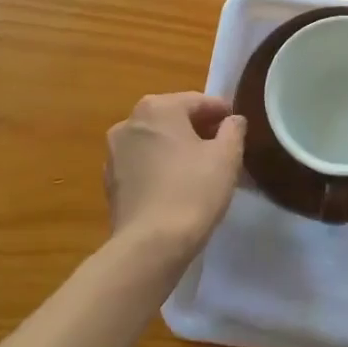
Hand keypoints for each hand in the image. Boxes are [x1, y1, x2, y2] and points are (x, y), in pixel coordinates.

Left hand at [104, 92, 245, 266]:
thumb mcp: (227, 156)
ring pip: (156, 141)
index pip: (198, 102)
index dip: (222, 113)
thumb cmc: (193, 190)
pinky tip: (177, 186)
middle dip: (198, 129)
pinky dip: (160, 167)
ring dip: (177, 147)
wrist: (150, 245)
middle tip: (223, 147)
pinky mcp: (109, 181)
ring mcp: (114, 153)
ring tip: (201, 168)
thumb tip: (233, 120)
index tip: (237, 127)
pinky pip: (142, 164)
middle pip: (173, 118)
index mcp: (157, 108)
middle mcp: (129, 122)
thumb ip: (233, 130)